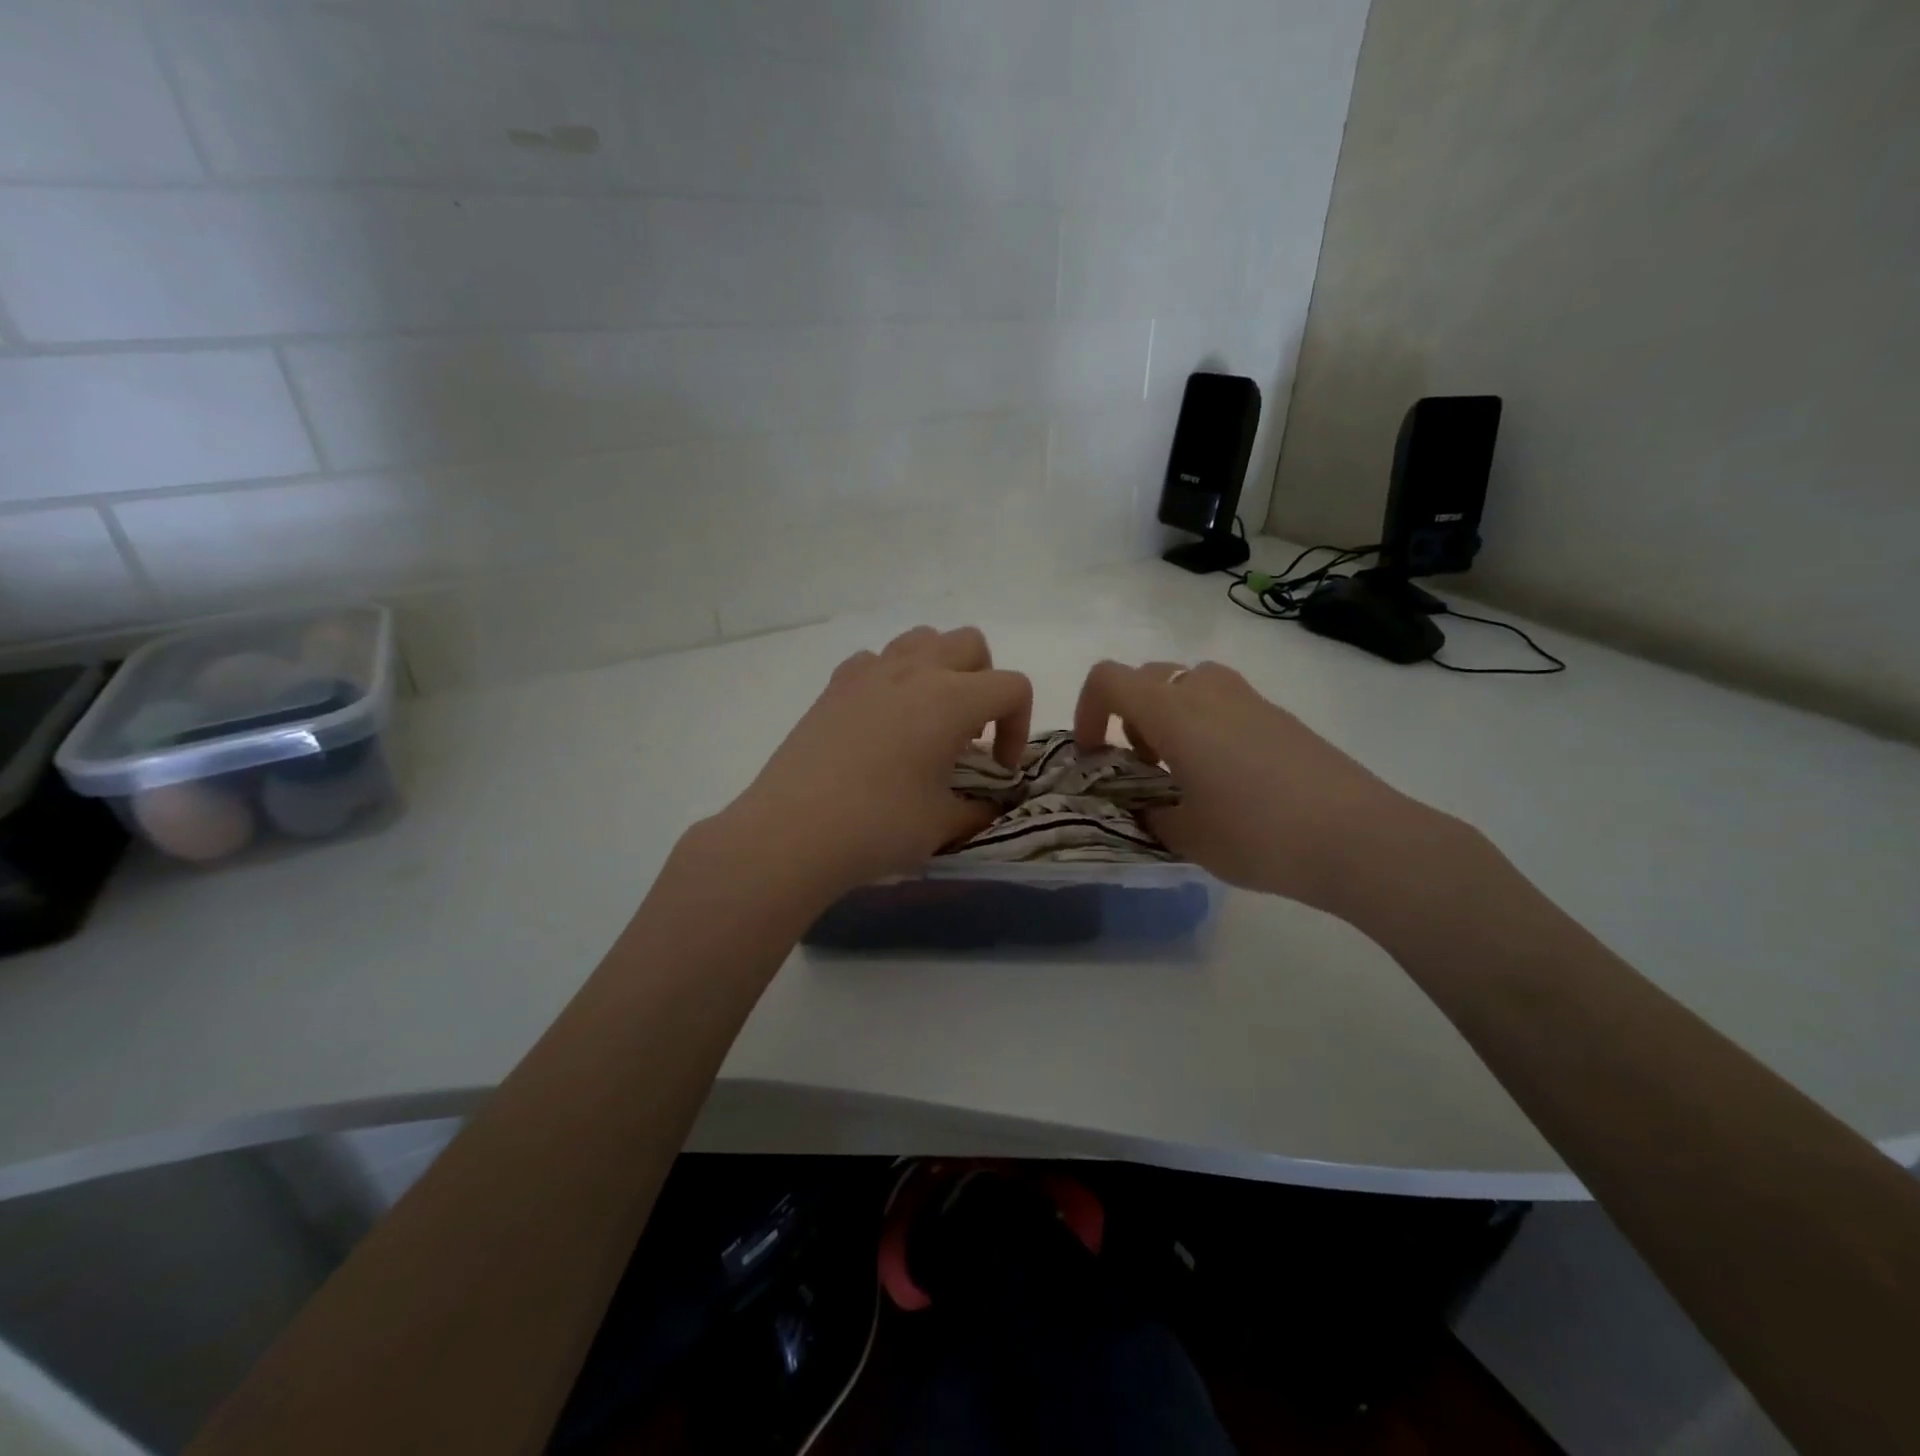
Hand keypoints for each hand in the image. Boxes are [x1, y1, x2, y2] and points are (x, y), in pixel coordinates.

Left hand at [719, 626, 1031, 897]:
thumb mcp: (943, 824)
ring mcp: (869, 672)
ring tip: (929, 718)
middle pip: (970, 645)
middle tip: (969, 733)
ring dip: (940, 669)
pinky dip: (892, 679)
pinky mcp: (835, 685)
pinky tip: (882, 721)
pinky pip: (876, 661)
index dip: (1019, 727)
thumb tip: (988, 806)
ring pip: (922, 639)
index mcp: (951, 699)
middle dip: (985, 682)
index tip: (998, 768)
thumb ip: (978, 809)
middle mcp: (914, 671)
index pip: (1012, 687)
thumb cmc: (878, 826)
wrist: (792, 832)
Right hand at [1073, 659, 1459, 917]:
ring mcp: (1249, 699)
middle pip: (1148, 675)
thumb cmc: (1257, 835)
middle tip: (1142, 764)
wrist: (1358, 838)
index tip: (1093, 754)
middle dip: (1130, 714)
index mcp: (1173, 713)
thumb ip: (1151, 816)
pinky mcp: (1281, 716)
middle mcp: (1207, 692)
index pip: (1108, 679)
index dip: (1087, 710)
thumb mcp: (1187, 837)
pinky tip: (1229, 778)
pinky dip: (1207, 724)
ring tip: (1183, 767)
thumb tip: (1146, 809)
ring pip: (1190, 682)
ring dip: (1170, 713)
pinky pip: (1226, 701)